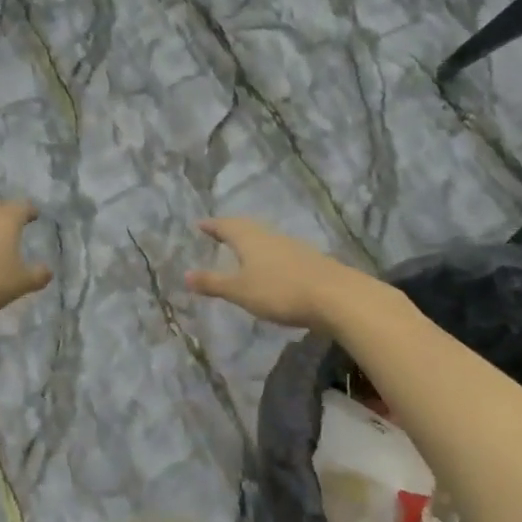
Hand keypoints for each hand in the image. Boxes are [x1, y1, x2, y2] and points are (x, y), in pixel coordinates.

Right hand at [185, 218, 357, 328]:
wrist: (335, 296)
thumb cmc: (280, 290)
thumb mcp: (240, 290)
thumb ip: (213, 283)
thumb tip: (185, 274)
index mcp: (249, 239)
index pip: (226, 226)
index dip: (212, 226)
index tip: (200, 224)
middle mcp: (270, 236)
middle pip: (247, 228)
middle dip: (231, 229)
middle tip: (219, 232)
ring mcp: (292, 247)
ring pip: (265, 238)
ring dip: (251, 241)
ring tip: (242, 249)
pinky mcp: (309, 261)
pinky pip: (280, 251)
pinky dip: (268, 255)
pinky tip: (271, 266)